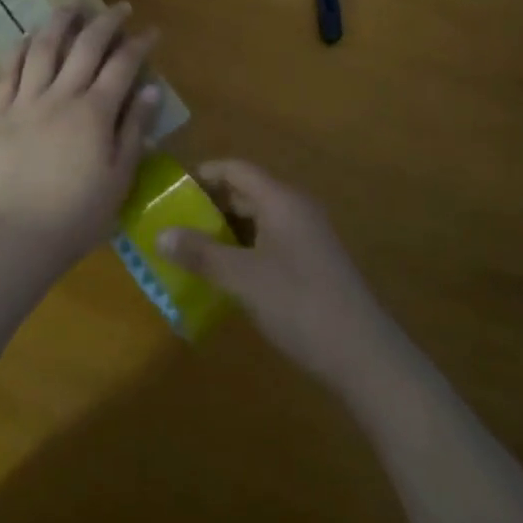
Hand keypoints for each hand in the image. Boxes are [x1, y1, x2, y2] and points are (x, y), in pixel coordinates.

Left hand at [0, 3, 159, 272]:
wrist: (19, 239)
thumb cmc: (79, 215)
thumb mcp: (120, 177)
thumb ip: (134, 129)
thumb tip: (151, 89)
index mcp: (95, 112)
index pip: (122, 65)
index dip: (138, 43)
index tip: (150, 30)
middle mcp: (61, 95)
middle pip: (86, 46)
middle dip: (106, 20)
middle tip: (119, 7)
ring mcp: (26, 101)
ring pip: (43, 47)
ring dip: (60, 21)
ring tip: (72, 5)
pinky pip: (8, 71)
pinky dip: (20, 48)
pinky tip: (29, 36)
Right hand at [158, 161, 398, 392]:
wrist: (363, 354)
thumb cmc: (299, 304)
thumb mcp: (243, 279)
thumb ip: (201, 254)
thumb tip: (160, 234)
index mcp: (281, 199)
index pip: (236, 169)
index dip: (204, 174)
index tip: (172, 190)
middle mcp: (295, 208)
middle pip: (247, 192)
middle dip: (211, 205)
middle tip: (175, 224)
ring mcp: (307, 235)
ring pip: (258, 219)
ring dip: (227, 230)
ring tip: (192, 250)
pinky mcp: (313, 262)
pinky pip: (270, 240)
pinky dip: (245, 249)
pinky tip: (226, 274)